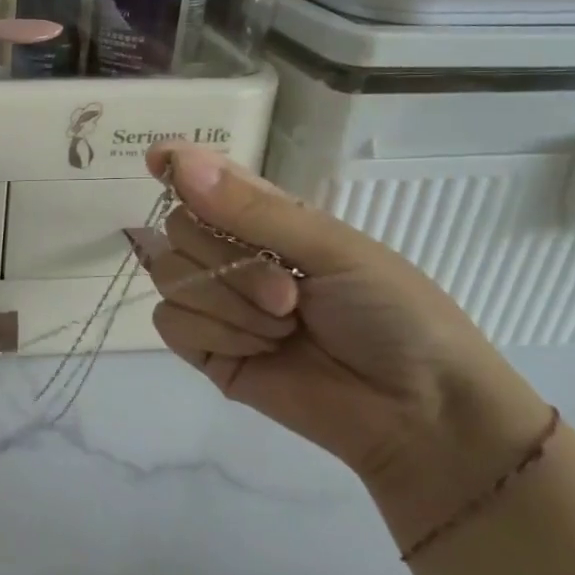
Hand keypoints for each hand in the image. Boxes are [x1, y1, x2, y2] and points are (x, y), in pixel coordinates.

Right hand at [143, 142, 551, 546]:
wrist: (417, 413)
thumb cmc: (393, 314)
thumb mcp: (332, 248)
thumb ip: (251, 209)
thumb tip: (179, 162)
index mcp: (267, 220)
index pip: (206, 181)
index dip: (178, 167)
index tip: (157, 161)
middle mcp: (233, 255)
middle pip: (178, 228)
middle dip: (227, 259)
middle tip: (287, 292)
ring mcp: (216, 303)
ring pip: (169, 274)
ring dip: (228, 301)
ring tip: (283, 327)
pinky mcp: (205, 350)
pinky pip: (169, 321)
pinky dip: (214, 332)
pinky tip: (257, 350)